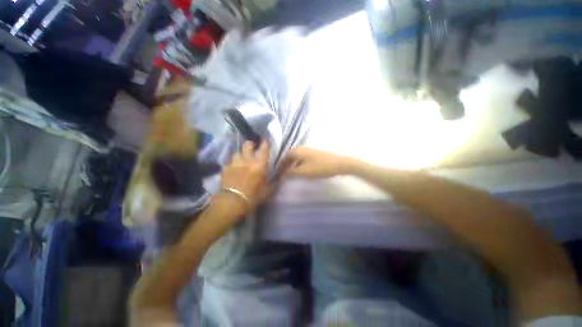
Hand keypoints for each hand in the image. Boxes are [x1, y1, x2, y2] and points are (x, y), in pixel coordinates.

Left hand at [218, 141, 270, 215]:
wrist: (232, 203)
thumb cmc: (253, 197)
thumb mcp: (268, 191)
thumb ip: (274, 182)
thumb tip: (282, 176)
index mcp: (259, 166)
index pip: (263, 150)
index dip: (265, 144)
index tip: (266, 140)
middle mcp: (247, 161)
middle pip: (247, 146)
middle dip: (250, 144)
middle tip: (252, 146)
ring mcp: (235, 164)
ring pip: (237, 153)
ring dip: (240, 155)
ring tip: (241, 159)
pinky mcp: (225, 170)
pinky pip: (229, 163)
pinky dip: (232, 164)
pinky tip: (232, 169)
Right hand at [282, 147, 353, 178]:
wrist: (339, 163)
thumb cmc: (319, 167)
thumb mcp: (303, 172)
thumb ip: (290, 174)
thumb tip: (281, 176)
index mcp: (296, 151)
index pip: (283, 158)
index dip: (279, 167)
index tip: (277, 175)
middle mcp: (301, 148)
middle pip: (289, 157)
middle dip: (285, 166)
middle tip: (282, 175)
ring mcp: (308, 150)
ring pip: (296, 158)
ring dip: (291, 165)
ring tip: (290, 174)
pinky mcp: (314, 154)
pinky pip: (302, 159)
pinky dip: (298, 164)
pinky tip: (300, 170)